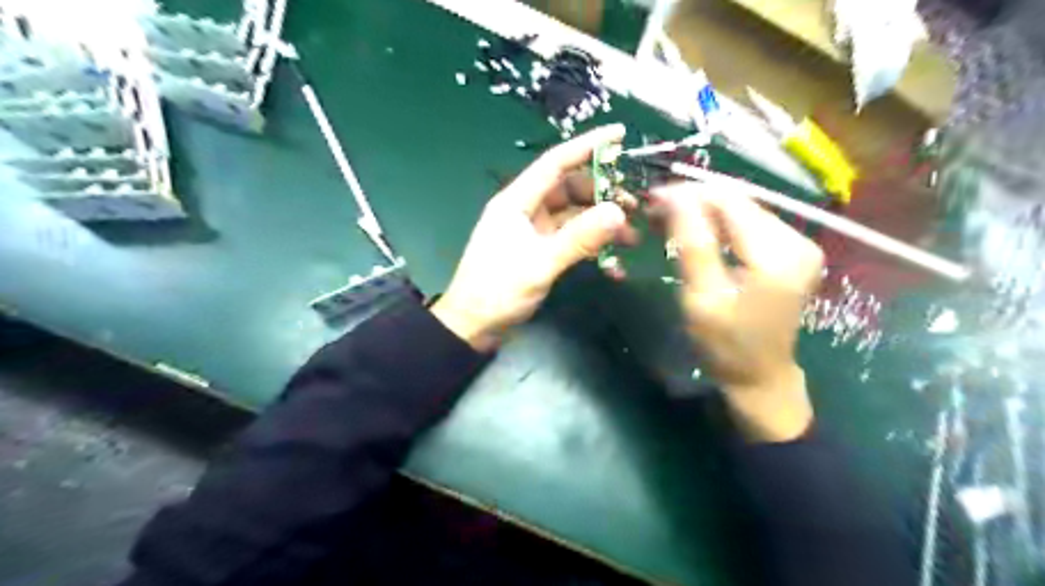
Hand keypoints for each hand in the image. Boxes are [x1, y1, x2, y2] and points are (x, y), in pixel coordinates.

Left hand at [434, 124, 636, 351]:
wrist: (473, 328)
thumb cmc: (497, 292)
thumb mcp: (540, 264)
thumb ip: (579, 238)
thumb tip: (618, 212)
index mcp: (517, 202)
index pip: (555, 163)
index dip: (587, 146)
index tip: (619, 133)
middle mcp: (525, 210)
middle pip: (570, 189)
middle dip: (603, 195)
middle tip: (635, 207)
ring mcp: (532, 231)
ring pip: (573, 215)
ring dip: (601, 223)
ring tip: (632, 237)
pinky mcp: (538, 251)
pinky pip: (570, 239)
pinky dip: (590, 245)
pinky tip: (613, 263)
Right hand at [660, 182, 824, 438]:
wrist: (761, 376)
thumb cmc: (726, 345)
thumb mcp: (702, 298)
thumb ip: (693, 244)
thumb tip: (674, 196)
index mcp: (778, 254)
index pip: (729, 202)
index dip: (688, 194)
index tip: (651, 198)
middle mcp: (798, 239)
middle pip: (738, 201)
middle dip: (694, 201)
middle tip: (654, 211)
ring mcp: (799, 244)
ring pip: (741, 209)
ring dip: (703, 211)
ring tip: (668, 221)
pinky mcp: (792, 251)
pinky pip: (749, 224)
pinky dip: (718, 224)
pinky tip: (695, 232)